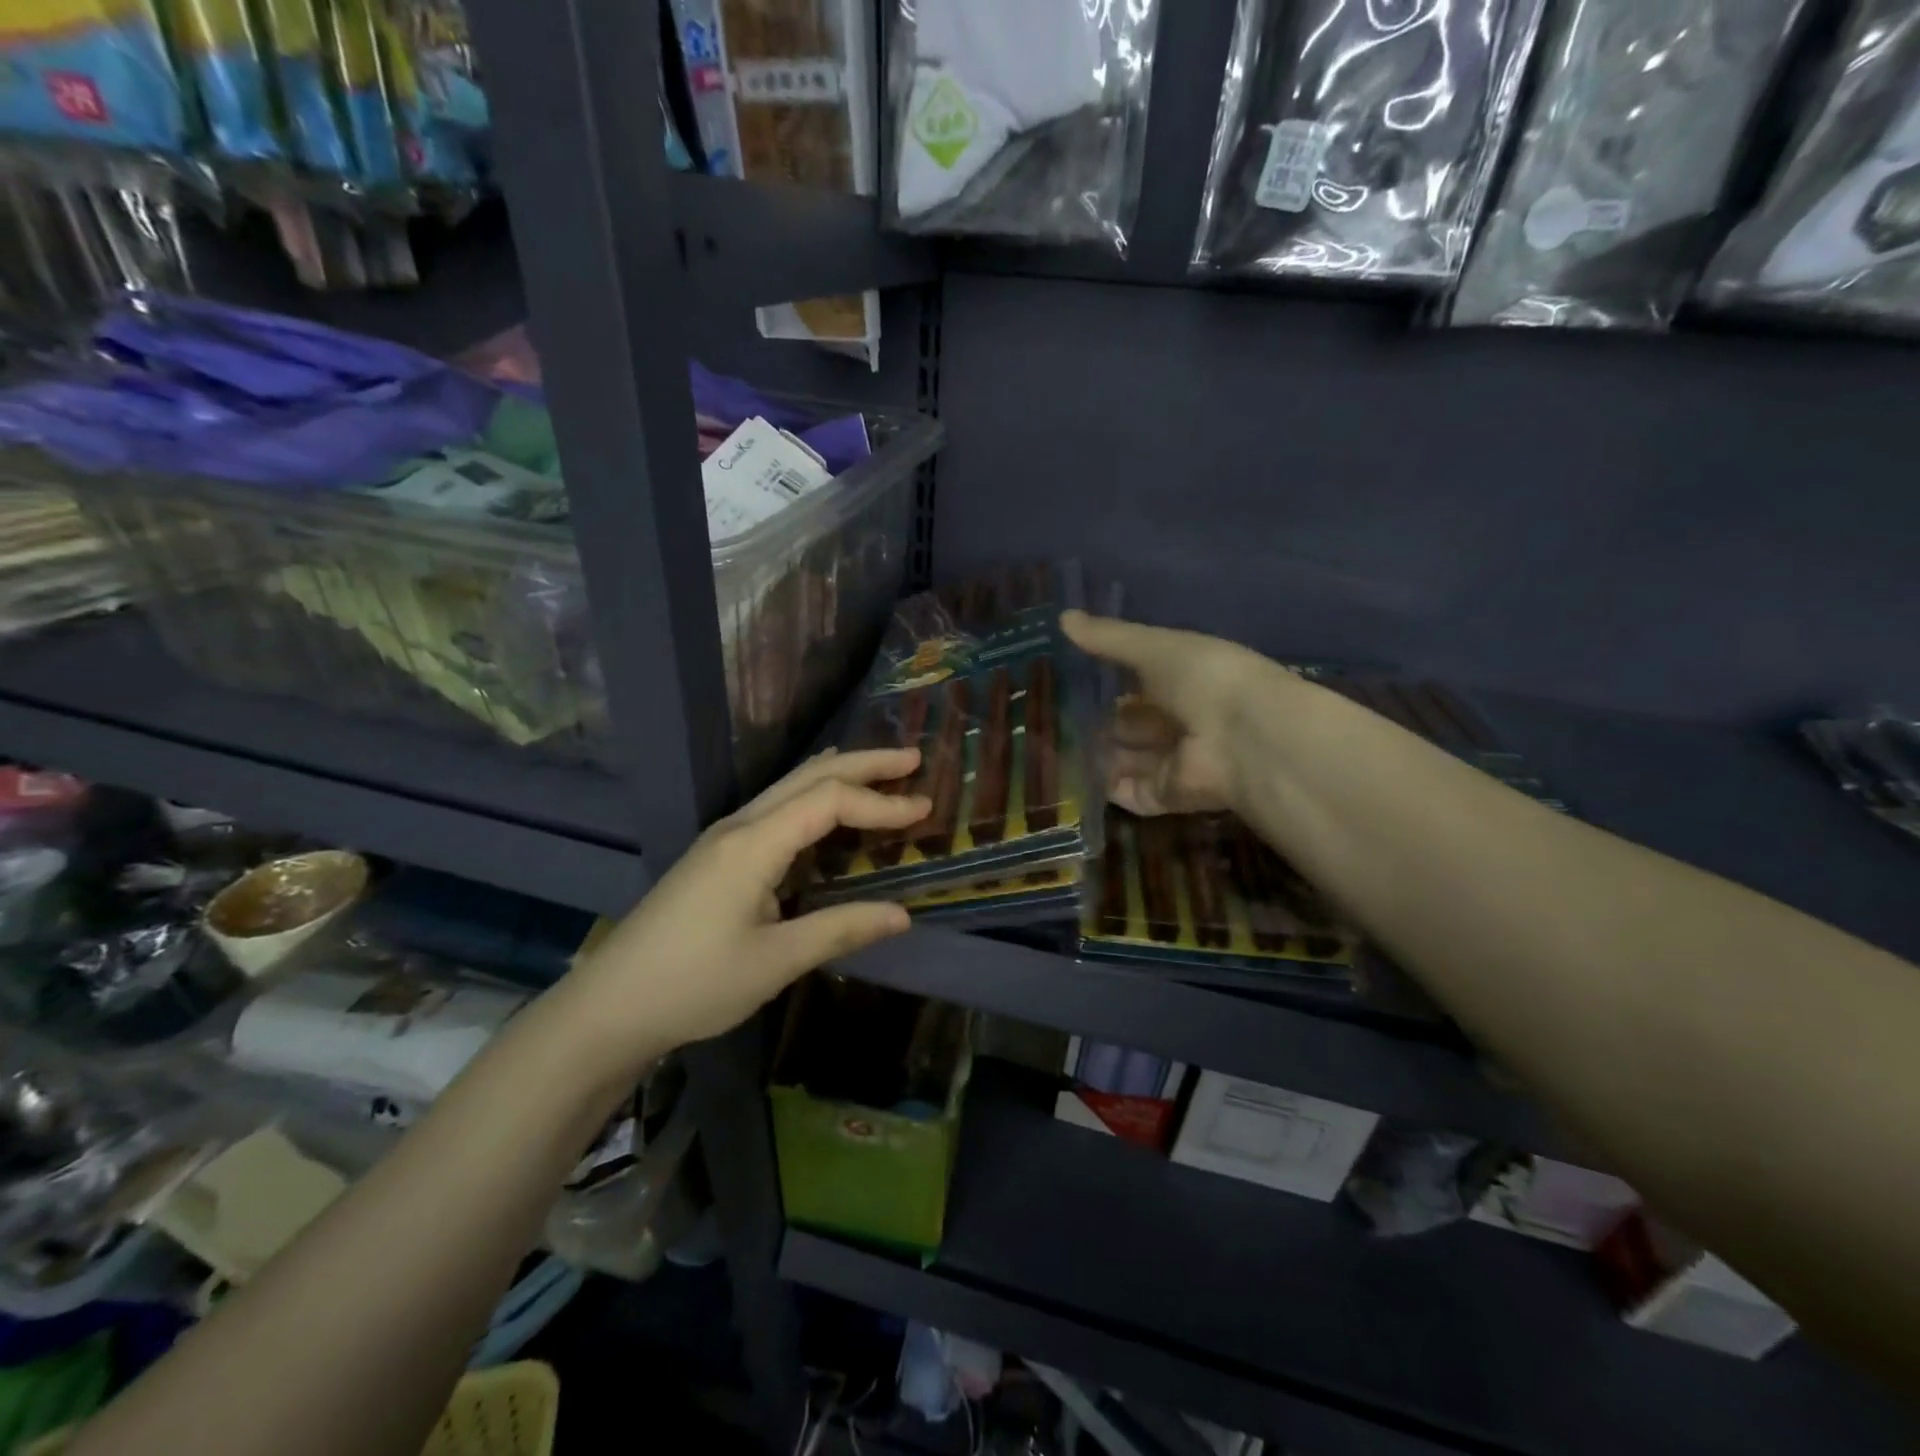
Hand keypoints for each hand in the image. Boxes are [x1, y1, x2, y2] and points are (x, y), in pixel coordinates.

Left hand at [557, 749, 928, 1075]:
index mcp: (753, 844)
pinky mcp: (717, 856)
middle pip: (808, 776)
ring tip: (879, 772)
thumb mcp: (775, 962)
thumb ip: (840, 929)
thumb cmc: (693, 984)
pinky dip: (813, 798)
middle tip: (912, 760)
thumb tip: (902, 915)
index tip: (924, 811)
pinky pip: (775, 808)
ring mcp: (723, 838)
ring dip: (838, 776)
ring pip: (789, 787)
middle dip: (863, 764)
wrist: (609, 1006)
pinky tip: (824, 809)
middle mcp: (739, 826)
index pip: (829, 802)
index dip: (880, 804)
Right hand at [1062, 610, 1264, 816]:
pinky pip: (1131, 793)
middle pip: (1133, 724)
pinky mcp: (1167, 796)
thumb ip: (1109, 638)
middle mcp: (1180, 721)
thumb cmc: (1203, 678)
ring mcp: (1175, 761)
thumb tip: (1062, 617)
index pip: (1142, 683)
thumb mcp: (1153, 647)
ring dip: (1098, 755)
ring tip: (1053, 748)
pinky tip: (1073, 776)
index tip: (1071, 679)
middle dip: (1102, 722)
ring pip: (1128, 759)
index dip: (1111, 682)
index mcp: (1184, 681)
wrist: (1244, 736)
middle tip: (1054, 719)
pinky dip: (1106, 787)